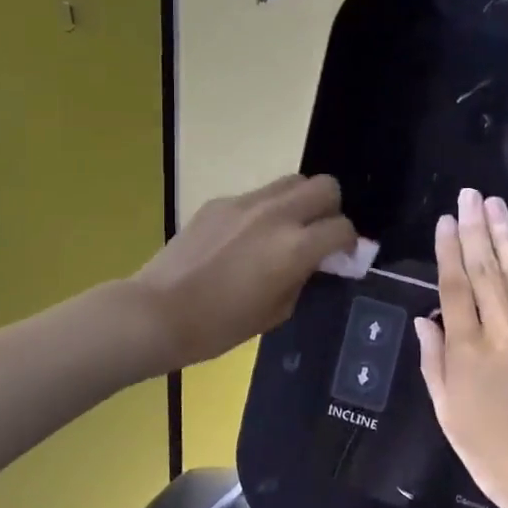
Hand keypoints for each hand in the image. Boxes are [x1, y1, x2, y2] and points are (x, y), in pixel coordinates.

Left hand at [130, 174, 357, 370]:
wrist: (158, 312)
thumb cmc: (219, 326)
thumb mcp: (276, 312)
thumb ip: (303, 278)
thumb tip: (315, 262)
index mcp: (295, 247)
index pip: (342, 228)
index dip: (348, 243)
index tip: (340, 257)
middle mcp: (276, 214)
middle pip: (324, 186)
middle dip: (330, 209)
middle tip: (317, 235)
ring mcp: (245, 203)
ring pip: (291, 181)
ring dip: (299, 202)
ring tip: (285, 230)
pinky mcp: (219, 202)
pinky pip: (256, 196)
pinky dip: (264, 211)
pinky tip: (244, 240)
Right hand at [416, 189, 507, 507]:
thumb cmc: (496, 457)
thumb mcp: (449, 416)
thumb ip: (435, 364)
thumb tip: (424, 321)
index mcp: (466, 351)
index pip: (453, 288)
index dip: (448, 251)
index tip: (445, 221)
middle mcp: (501, 330)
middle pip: (484, 269)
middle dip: (475, 228)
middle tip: (469, 195)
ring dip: (505, 234)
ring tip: (494, 203)